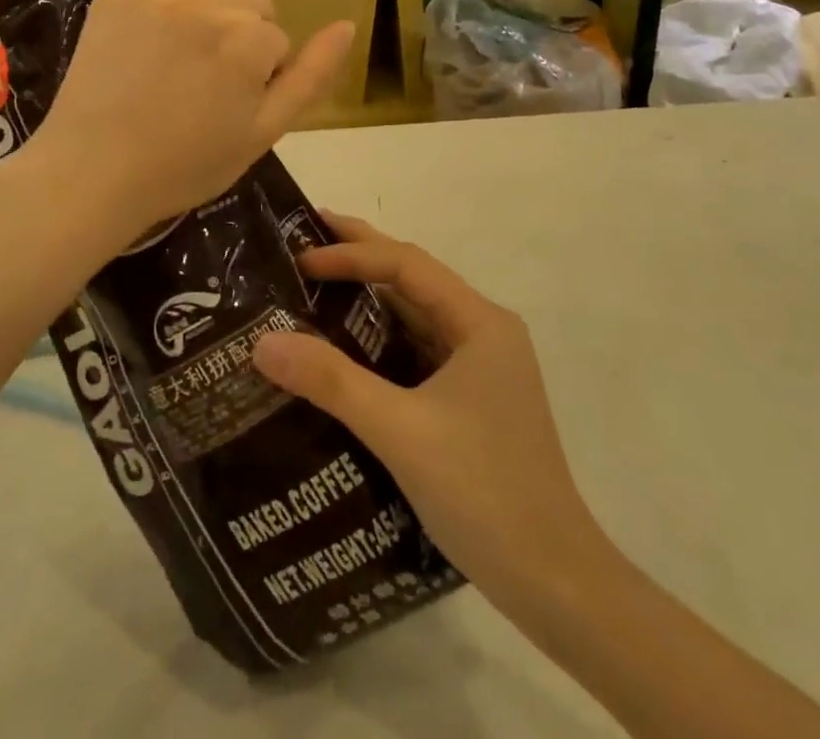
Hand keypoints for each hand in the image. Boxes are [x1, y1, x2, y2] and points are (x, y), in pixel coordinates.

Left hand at [33, 0, 352, 240]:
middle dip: (251, 32)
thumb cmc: (183, 164)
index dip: (265, 73)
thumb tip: (347, 25)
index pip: (278, 40)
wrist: (93, 172)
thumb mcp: (263, 133)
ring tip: (232, 6)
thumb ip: (311, 77)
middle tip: (223, 73)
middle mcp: (209, 2)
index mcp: (247, 42)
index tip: (236, 101)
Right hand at [251, 214, 615, 616]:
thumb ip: (332, 382)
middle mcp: (484, 333)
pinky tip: (347, 348)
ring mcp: (481, 368)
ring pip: (417, 314)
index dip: (351, 254)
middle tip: (305, 236)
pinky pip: (419, 350)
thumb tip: (263, 341)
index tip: (300, 258)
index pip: (407, 265)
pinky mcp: (473, 400)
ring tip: (317, 283)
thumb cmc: (484, 494)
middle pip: (414, 278)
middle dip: (361, 254)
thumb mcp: (400, 432)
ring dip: (370, 297)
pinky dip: (381, 339)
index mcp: (480, 323)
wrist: (555, 584)